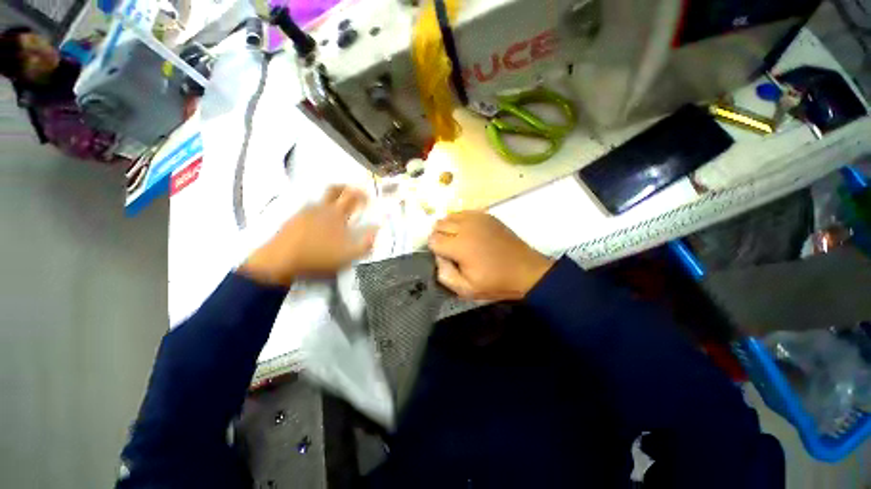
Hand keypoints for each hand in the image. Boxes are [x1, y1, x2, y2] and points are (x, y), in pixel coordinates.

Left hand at [239, 186, 376, 285]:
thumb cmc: (319, 257)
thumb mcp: (348, 255)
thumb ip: (366, 243)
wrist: (280, 260)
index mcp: (337, 215)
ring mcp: (305, 211)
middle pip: (334, 189)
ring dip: (331, 198)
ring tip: (337, 208)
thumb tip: (377, 229)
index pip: (352, 197)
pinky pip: (309, 208)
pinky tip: (319, 221)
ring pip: (321, 198)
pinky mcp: (294, 219)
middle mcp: (321, 208)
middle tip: (353, 191)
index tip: (369, 198)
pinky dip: (318, 209)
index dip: (362, 194)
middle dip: (346, 187)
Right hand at [428, 212, 553, 300]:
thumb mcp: (466, 290)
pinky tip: (468, 232)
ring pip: (450, 216)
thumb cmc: (496, 282)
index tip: (446, 258)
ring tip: (458, 240)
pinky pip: (464, 212)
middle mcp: (466, 227)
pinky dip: (460, 221)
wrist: (525, 270)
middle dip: (440, 237)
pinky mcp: (487, 215)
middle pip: (439, 224)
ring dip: (448, 227)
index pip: (433, 240)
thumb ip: (445, 275)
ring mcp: (477, 218)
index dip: (435, 250)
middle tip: (450, 250)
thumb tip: (439, 257)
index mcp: (460, 246)